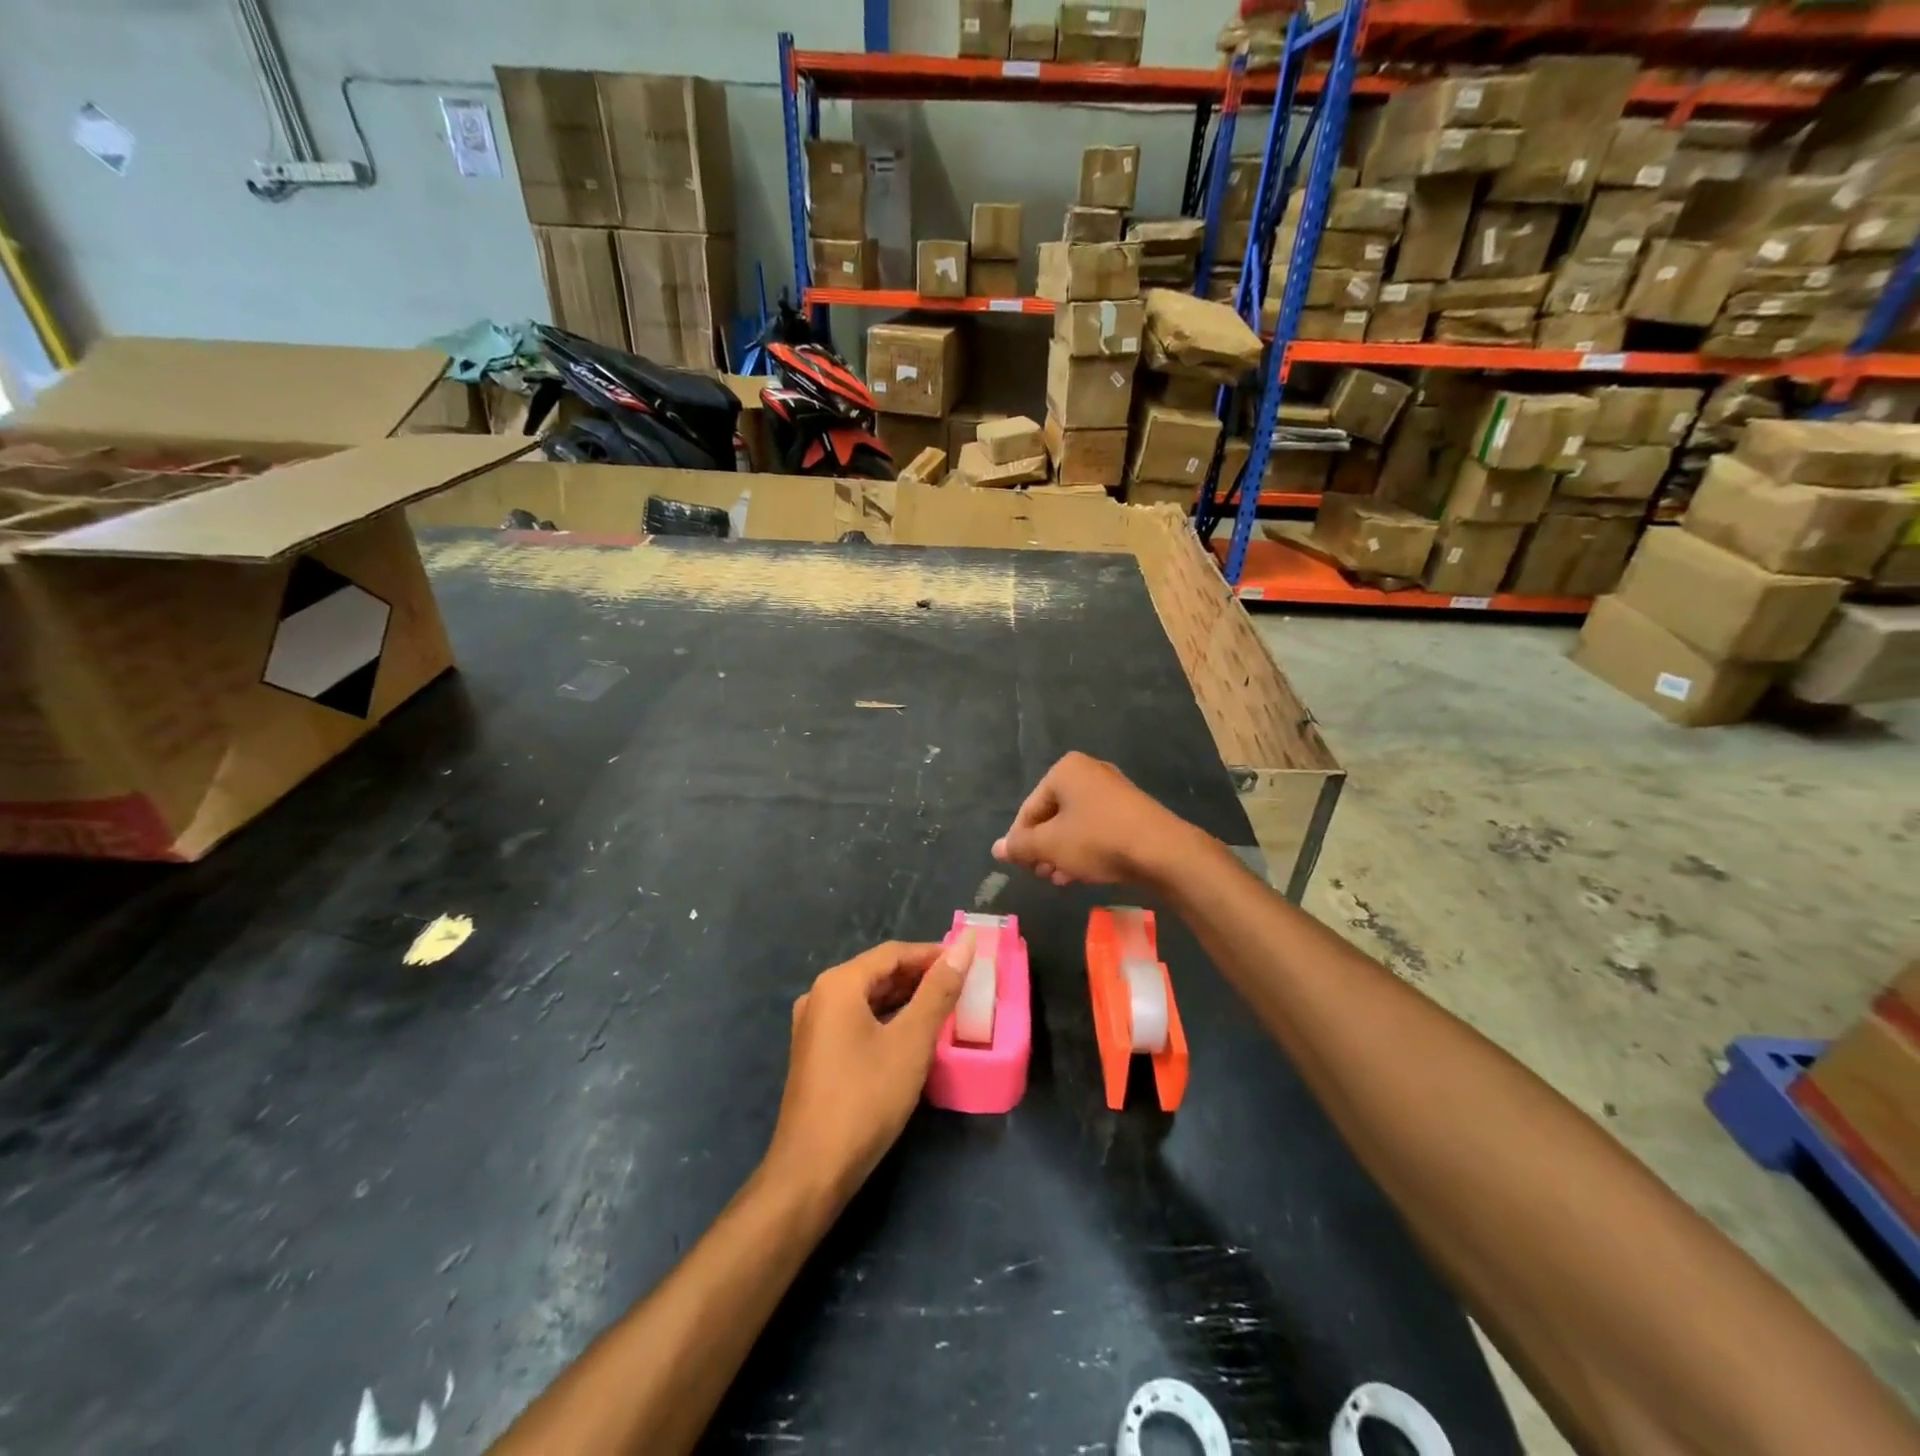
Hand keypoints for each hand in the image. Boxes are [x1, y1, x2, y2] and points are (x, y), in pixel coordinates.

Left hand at [764, 936, 973, 1208]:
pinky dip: (887, 1019)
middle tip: (962, 985)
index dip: (932, 954)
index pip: (893, 953)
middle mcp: (820, 995)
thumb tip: (965, 946)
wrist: (812, 1171)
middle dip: (920, 976)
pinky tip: (912, 1034)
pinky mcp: (816, 1052)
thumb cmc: (865, 1098)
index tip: (968, 962)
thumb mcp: (911, 1042)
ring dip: (905, 998)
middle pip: (878, 972)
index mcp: (838, 984)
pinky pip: (857, 1020)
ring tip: (945, 1007)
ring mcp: (814, 1026)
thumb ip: (938, 991)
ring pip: (868, 998)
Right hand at [992, 752, 1188, 886]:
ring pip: (1075, 824)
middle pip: (1052, 815)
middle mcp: (1089, 772)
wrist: (1162, 851)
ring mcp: (1113, 791)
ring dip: (1062, 853)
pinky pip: (1097, 828)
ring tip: (1058, 879)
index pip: (1029, 809)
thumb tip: (996, 848)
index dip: (1020, 840)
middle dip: (1043, 848)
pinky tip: (1081, 874)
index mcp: (1065, 770)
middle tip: (1040, 874)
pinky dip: (1084, 848)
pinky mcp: (1131, 811)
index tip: (1021, 867)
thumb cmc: (1098, 840)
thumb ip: (1021, 846)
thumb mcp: (1051, 845)